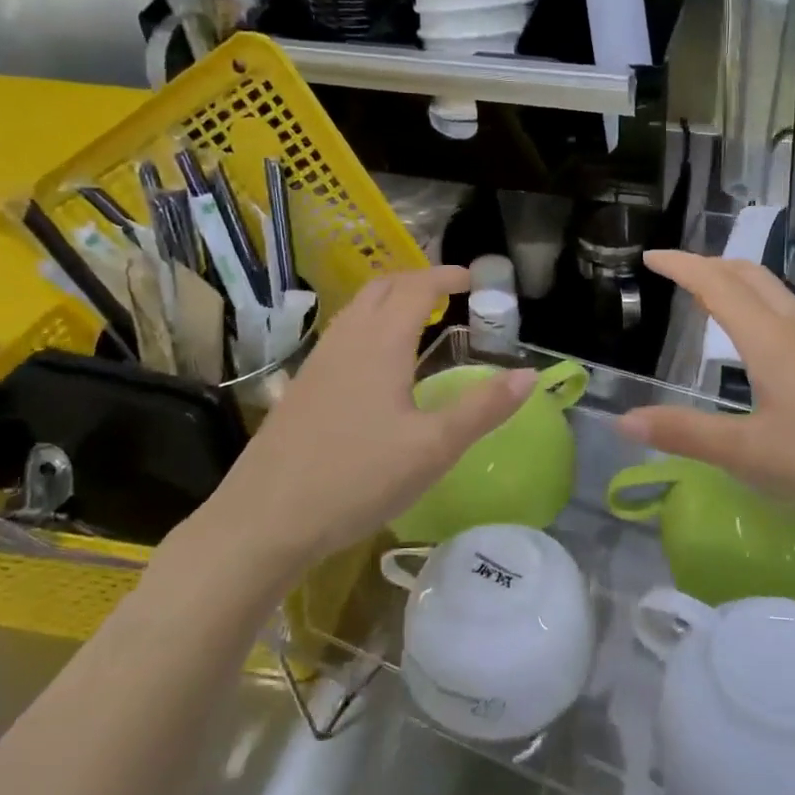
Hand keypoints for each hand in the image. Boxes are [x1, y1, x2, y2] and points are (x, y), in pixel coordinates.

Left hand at [187, 267, 534, 566]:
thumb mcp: (434, 448)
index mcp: (381, 343)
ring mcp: (318, 362)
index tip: (473, 278)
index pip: (417, 288)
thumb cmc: (358, 478)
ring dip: (390, 300)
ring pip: (357, 310)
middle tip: (449, 292)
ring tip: (418, 319)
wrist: (265, 519)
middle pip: (382, 288)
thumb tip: (530, 375)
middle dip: (418, 280)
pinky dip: (370, 325)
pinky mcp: (302, 388)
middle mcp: (347, 340)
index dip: (446, 276)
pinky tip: (377, 364)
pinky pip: (342, 335)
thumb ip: (484, 409)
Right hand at [617, 252, 794, 538]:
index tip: (652, 256)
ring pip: (778, 292)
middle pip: (751, 275)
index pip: (717, 285)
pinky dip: (769, 306)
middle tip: (678, 271)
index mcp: (771, 341)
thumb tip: (623, 420)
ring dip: (741, 282)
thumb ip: (686, 435)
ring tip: (718, 298)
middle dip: (710, 264)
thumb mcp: (750, 456)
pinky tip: (777, 336)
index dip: (682, 265)